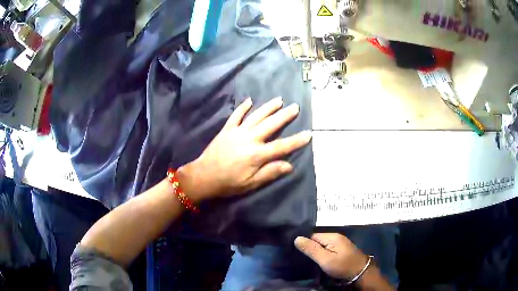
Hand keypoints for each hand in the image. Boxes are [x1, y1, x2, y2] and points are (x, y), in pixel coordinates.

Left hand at [179, 97, 311, 201]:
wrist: (204, 176)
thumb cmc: (228, 183)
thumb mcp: (251, 183)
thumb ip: (270, 173)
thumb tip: (289, 165)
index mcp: (257, 154)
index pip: (282, 146)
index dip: (296, 141)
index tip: (308, 134)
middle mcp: (249, 139)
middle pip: (271, 125)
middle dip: (284, 116)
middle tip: (295, 107)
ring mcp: (237, 132)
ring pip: (256, 116)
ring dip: (268, 107)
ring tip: (279, 100)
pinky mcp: (227, 129)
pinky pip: (236, 116)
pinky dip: (242, 107)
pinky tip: (249, 100)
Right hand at [295, 233, 367, 279]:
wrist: (361, 272)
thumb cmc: (343, 266)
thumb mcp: (325, 259)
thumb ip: (311, 249)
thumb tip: (297, 238)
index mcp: (332, 236)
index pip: (312, 235)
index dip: (304, 243)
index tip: (295, 251)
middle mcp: (336, 237)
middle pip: (317, 239)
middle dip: (310, 247)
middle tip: (300, 257)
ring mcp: (340, 243)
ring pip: (322, 244)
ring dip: (316, 251)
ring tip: (306, 258)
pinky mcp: (342, 249)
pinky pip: (328, 248)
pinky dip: (322, 252)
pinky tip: (318, 259)